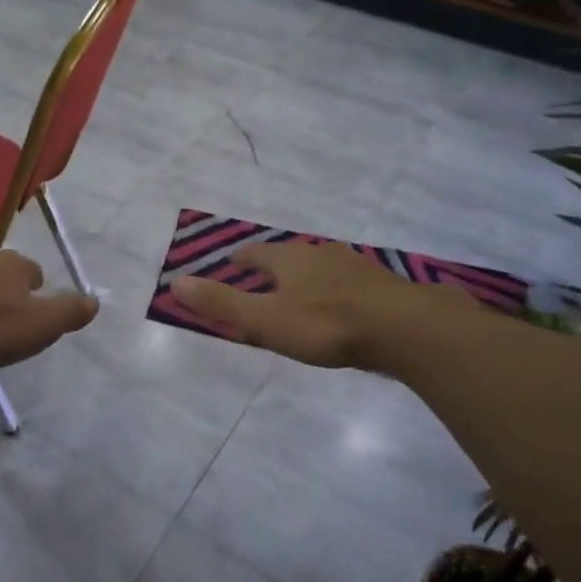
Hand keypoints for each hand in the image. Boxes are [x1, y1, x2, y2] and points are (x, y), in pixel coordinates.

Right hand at [173, 241, 460, 368]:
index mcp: (288, 259)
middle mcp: (319, 254)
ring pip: (320, 267)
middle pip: (288, 257)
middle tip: (263, 282)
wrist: (405, 327)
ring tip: (299, 293)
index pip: (255, 254)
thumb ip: (222, 303)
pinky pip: (347, 283)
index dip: (240, 260)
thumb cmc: (325, 324)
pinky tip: (341, 306)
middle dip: (273, 268)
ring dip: (305, 277)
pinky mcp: (381, 284)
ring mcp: (353, 266)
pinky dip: (335, 290)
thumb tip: (175, 282)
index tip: (232, 264)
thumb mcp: (264, 320)